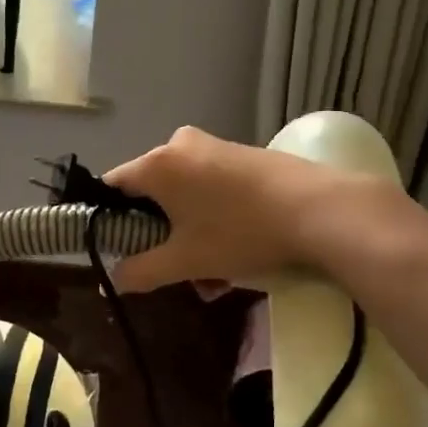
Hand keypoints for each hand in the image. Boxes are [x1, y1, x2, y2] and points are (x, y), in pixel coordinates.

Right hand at [103, 126, 377, 293]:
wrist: (319, 210)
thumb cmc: (240, 233)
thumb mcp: (186, 261)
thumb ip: (141, 271)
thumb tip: (114, 279)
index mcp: (157, 164)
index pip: (112, 186)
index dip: (108, 220)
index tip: (120, 250)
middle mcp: (180, 145)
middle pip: (151, 194)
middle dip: (159, 237)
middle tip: (175, 272)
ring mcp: (214, 147)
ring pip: (184, 196)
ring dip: (189, 236)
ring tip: (214, 280)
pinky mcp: (242, 155)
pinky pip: (210, 188)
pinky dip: (212, 219)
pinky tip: (235, 255)